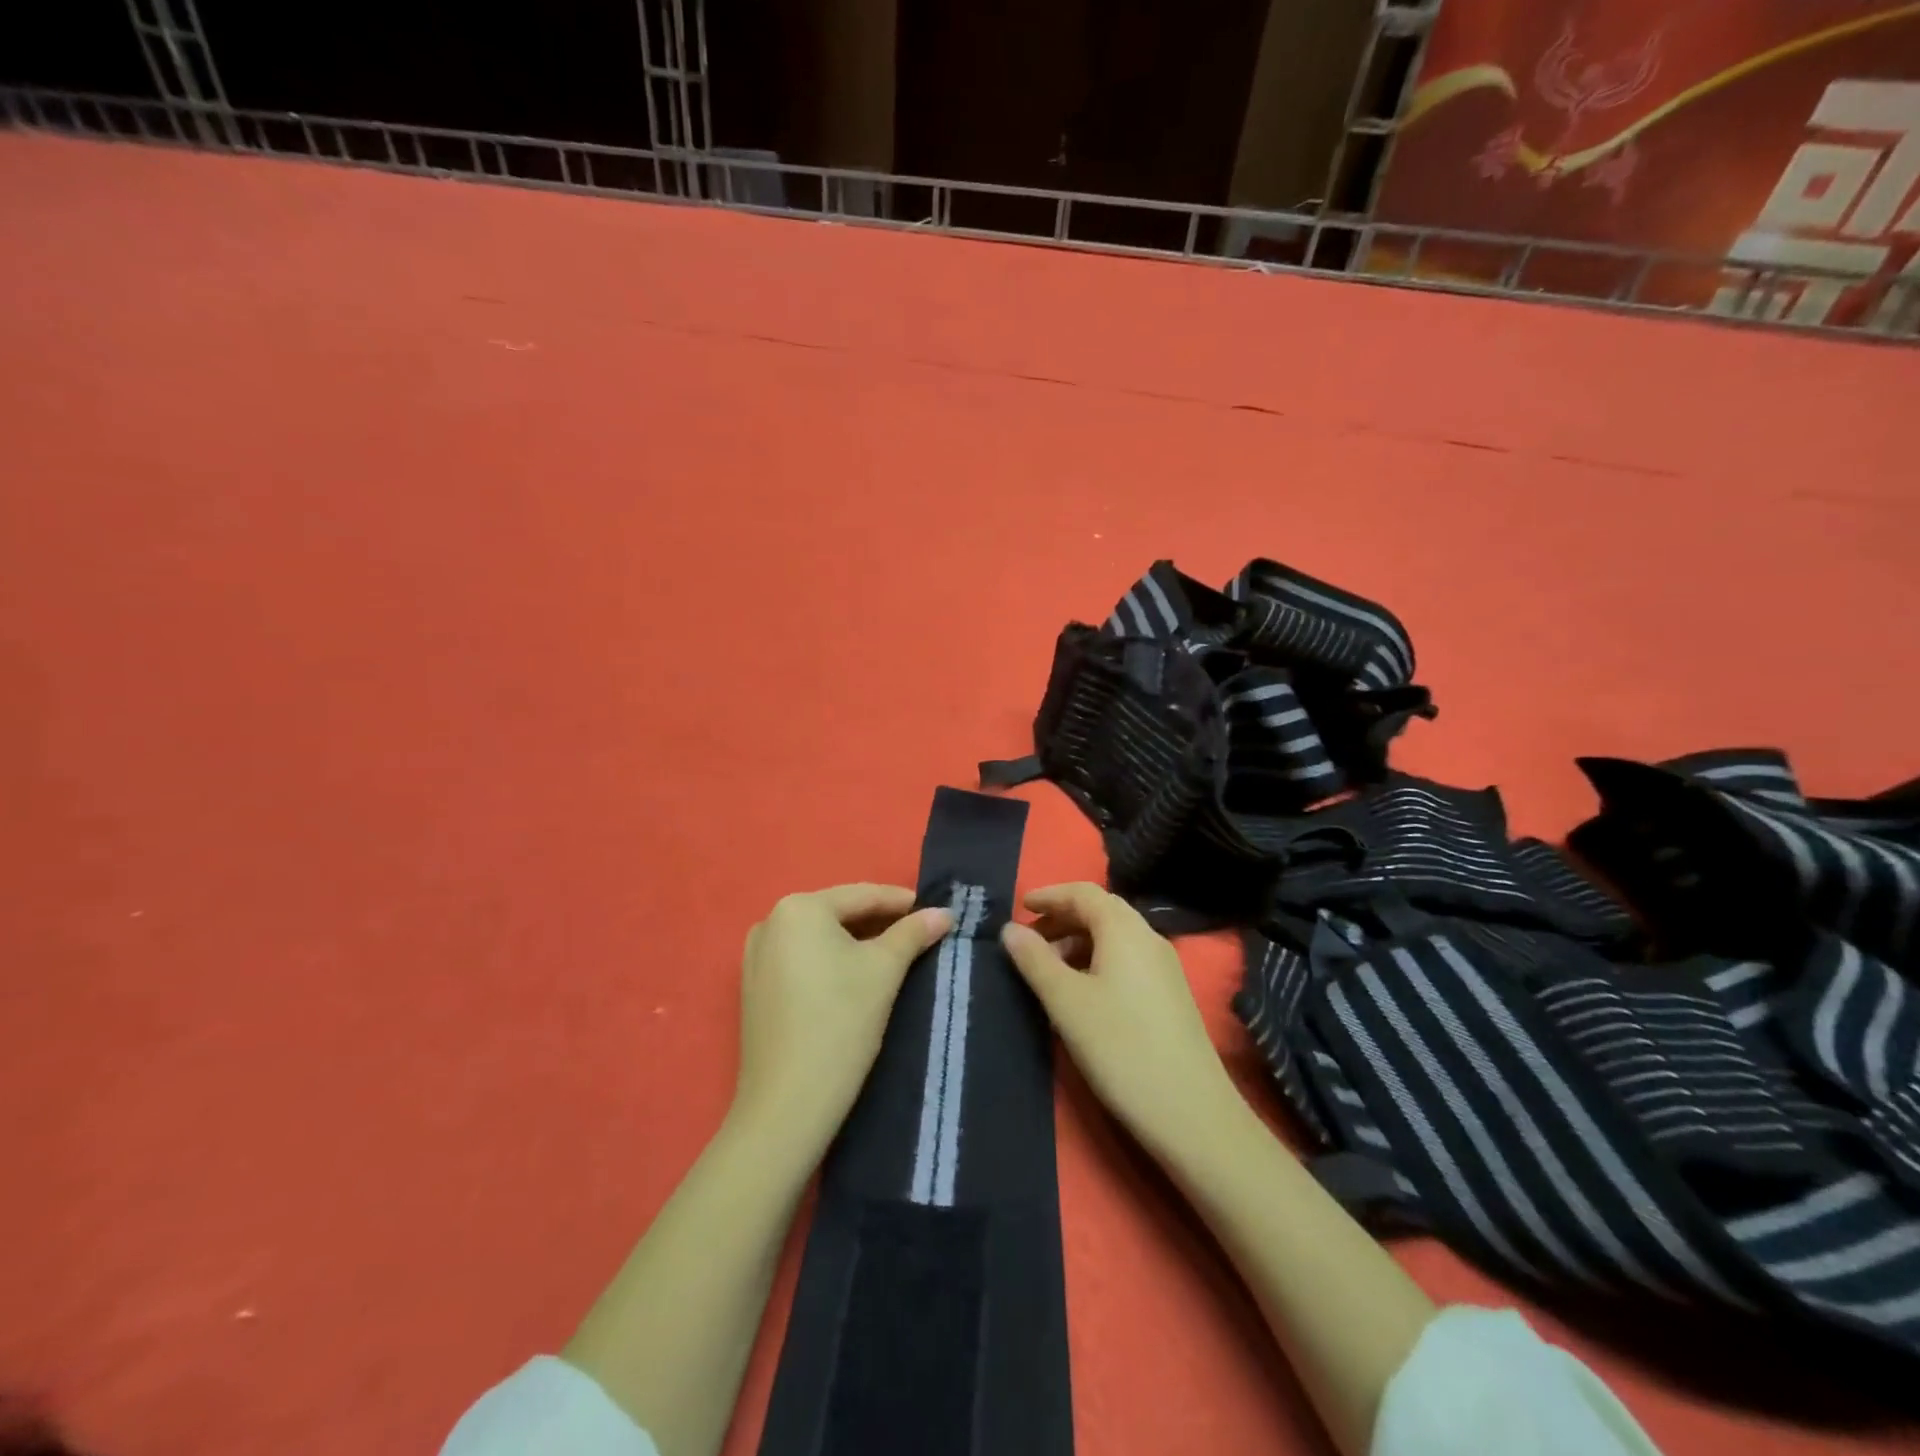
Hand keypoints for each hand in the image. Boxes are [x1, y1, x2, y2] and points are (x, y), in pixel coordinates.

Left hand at [732, 884, 952, 1154]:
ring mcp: (757, 955)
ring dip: (857, 942)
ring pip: (820, 937)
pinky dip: (831, 961)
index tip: (936, 911)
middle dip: (880, 922)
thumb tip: (944, 913)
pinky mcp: (755, 986)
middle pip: (839, 913)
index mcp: (798, 908)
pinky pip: (802, 959)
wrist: (787, 1105)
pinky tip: (857, 976)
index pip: (862, 895)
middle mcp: (771, 922)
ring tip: (896, 954)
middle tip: (920, 933)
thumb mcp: (884, 971)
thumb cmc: (840, 1023)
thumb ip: (914, 933)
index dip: (903, 902)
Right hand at [1002, 882, 1239, 1155]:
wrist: (1192, 1113)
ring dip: (1078, 941)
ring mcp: (1164, 967)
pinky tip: (1082, 992)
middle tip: (1029, 939)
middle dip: (1062, 918)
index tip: (1020, 907)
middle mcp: (1148, 938)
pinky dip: (1097, 960)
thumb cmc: (1120, 1047)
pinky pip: (1127, 959)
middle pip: (1101, 911)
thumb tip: (1011, 929)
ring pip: (1115, 937)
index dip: (1050, 895)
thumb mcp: (1066, 1002)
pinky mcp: (1170, 995)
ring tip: (1049, 969)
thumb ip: (1035, 960)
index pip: (1083, 892)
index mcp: (1124, 930)